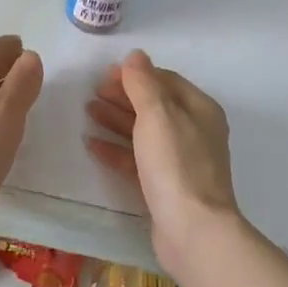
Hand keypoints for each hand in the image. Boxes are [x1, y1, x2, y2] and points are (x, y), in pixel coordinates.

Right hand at [84, 49, 240, 277]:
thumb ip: (143, 83)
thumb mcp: (157, 114)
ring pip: (145, 133)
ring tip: (88, 112)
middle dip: (124, 96)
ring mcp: (181, 161)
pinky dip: (117, 149)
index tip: (105, 74)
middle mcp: (194, 132)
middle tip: (92, 93)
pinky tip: (93, 145)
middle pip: (155, 106)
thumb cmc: (176, 164)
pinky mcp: (166, 187)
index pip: (165, 81)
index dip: (135, 75)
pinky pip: (138, 160)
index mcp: (199, 110)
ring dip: (117, 120)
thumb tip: (136, 55)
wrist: (193, 231)